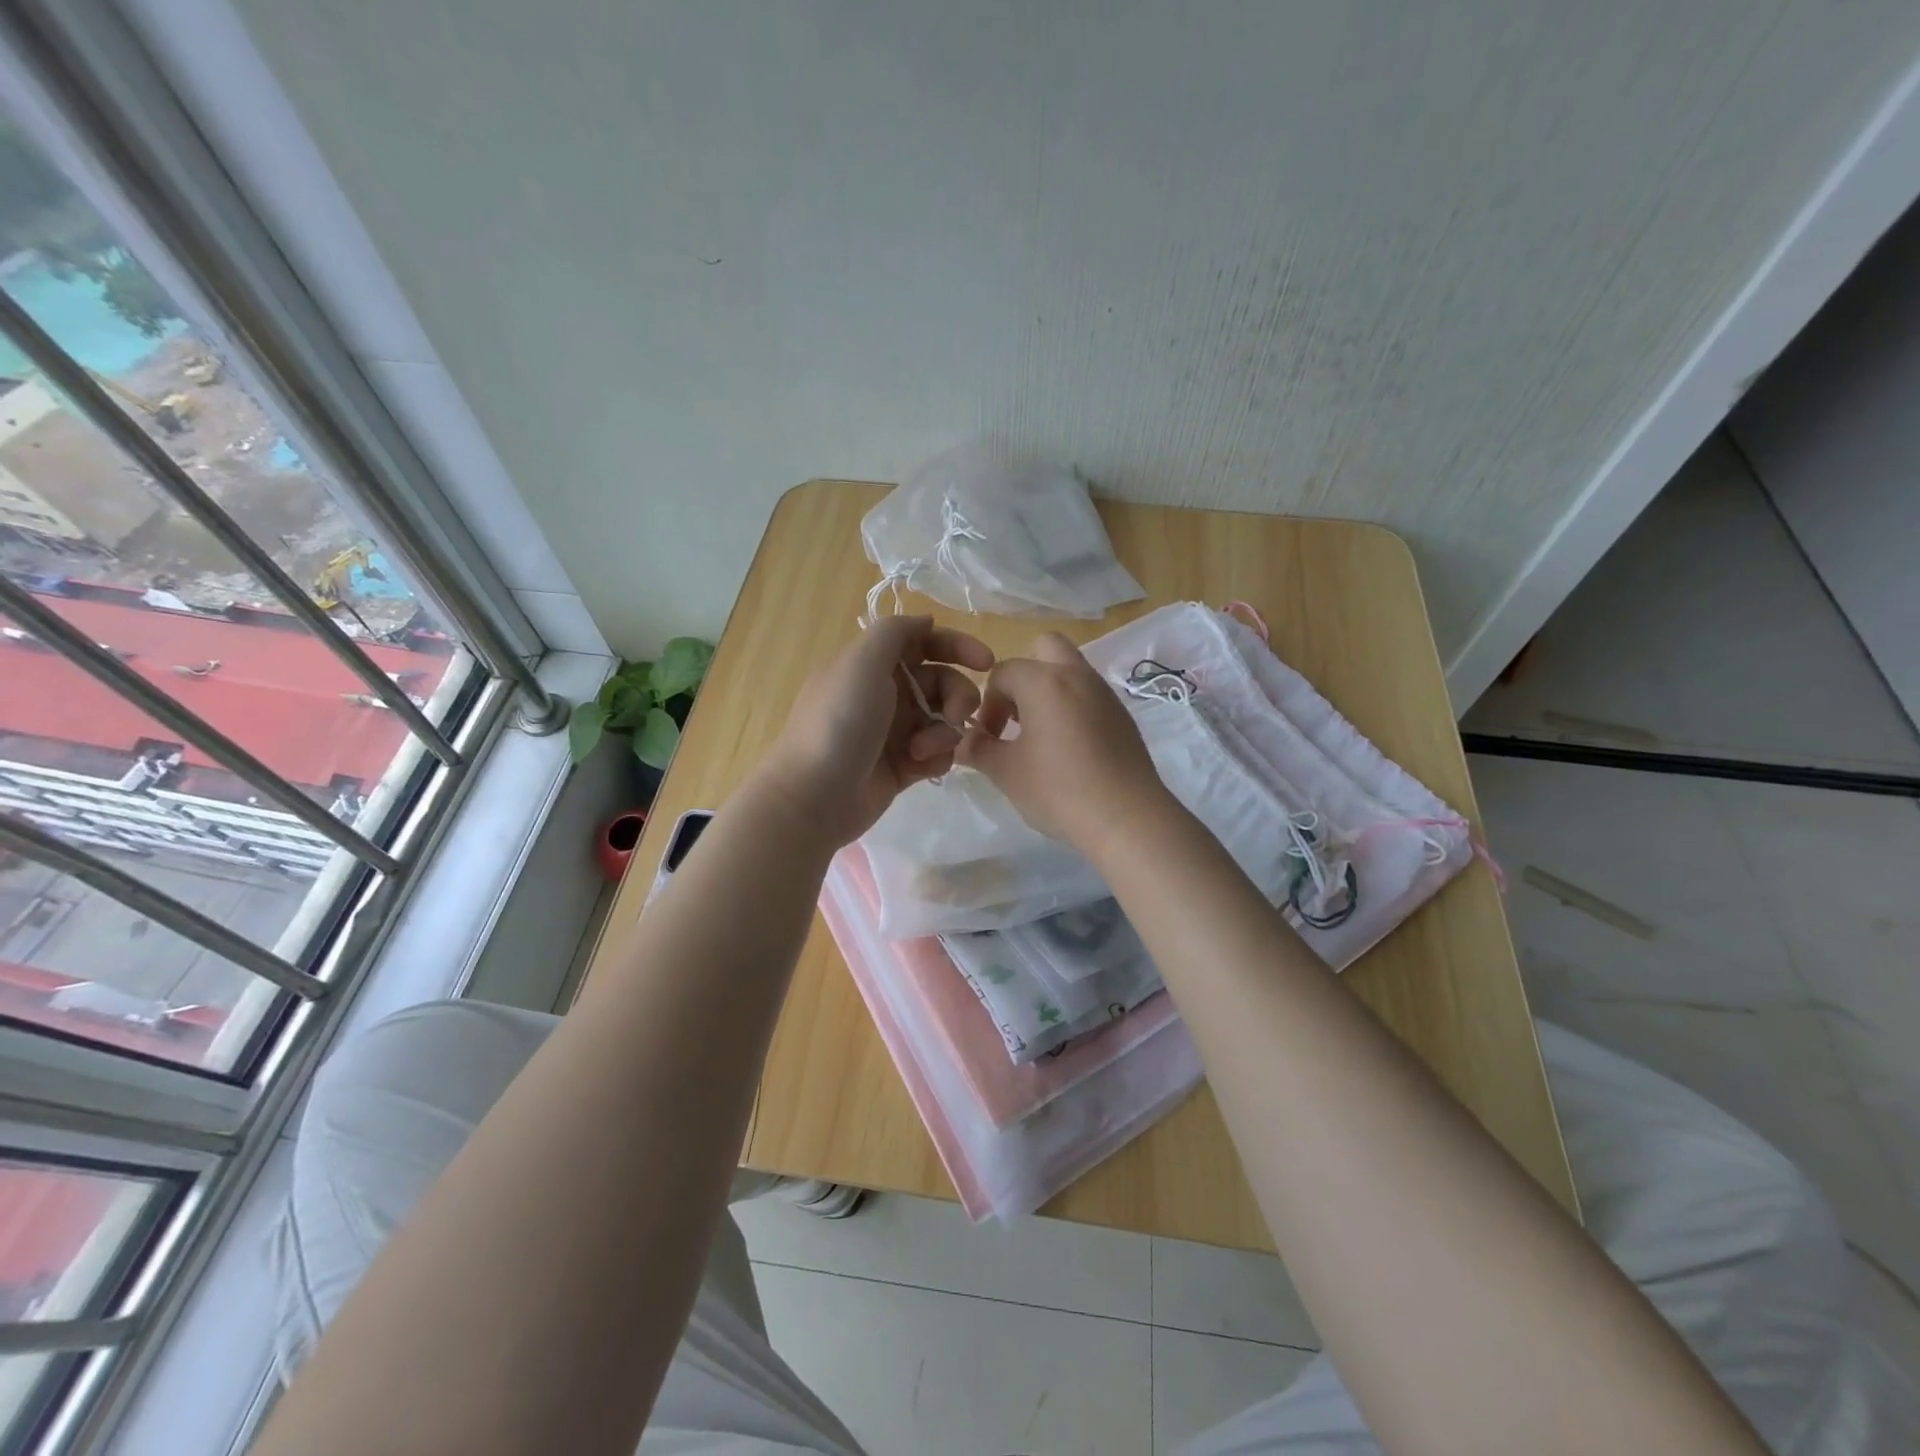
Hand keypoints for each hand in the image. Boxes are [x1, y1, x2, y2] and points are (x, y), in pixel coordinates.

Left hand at [763, 614, 992, 845]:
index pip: (924, 642)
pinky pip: (939, 753)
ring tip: (923, 750)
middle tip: (955, 716)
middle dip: (958, 696)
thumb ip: (896, 632)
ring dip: (945, 732)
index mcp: (873, 664)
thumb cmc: (840, 722)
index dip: (957, 646)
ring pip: (945, 720)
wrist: (815, 796)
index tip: (986, 662)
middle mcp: (886, 693)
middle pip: (943, 682)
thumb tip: (926, 621)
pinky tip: (919, 767)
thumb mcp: (861, 662)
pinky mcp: (904, 766)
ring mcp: (895, 732)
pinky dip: (937, 757)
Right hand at [956, 632, 1171, 850]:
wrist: (1127, 818)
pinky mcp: (1123, 717)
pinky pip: (1090, 697)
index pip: (1003, 672)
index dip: (987, 703)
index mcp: (1044, 681)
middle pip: (1045, 648)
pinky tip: (1069, 752)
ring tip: (1039, 739)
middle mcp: (1077, 675)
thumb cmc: (1058, 789)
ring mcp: (1105, 694)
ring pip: (1071, 672)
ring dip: (1049, 693)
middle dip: (1024, 675)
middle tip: (1017, 716)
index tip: (988, 738)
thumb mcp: (1006, 772)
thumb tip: (964, 741)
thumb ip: (979, 750)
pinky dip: (1073, 709)